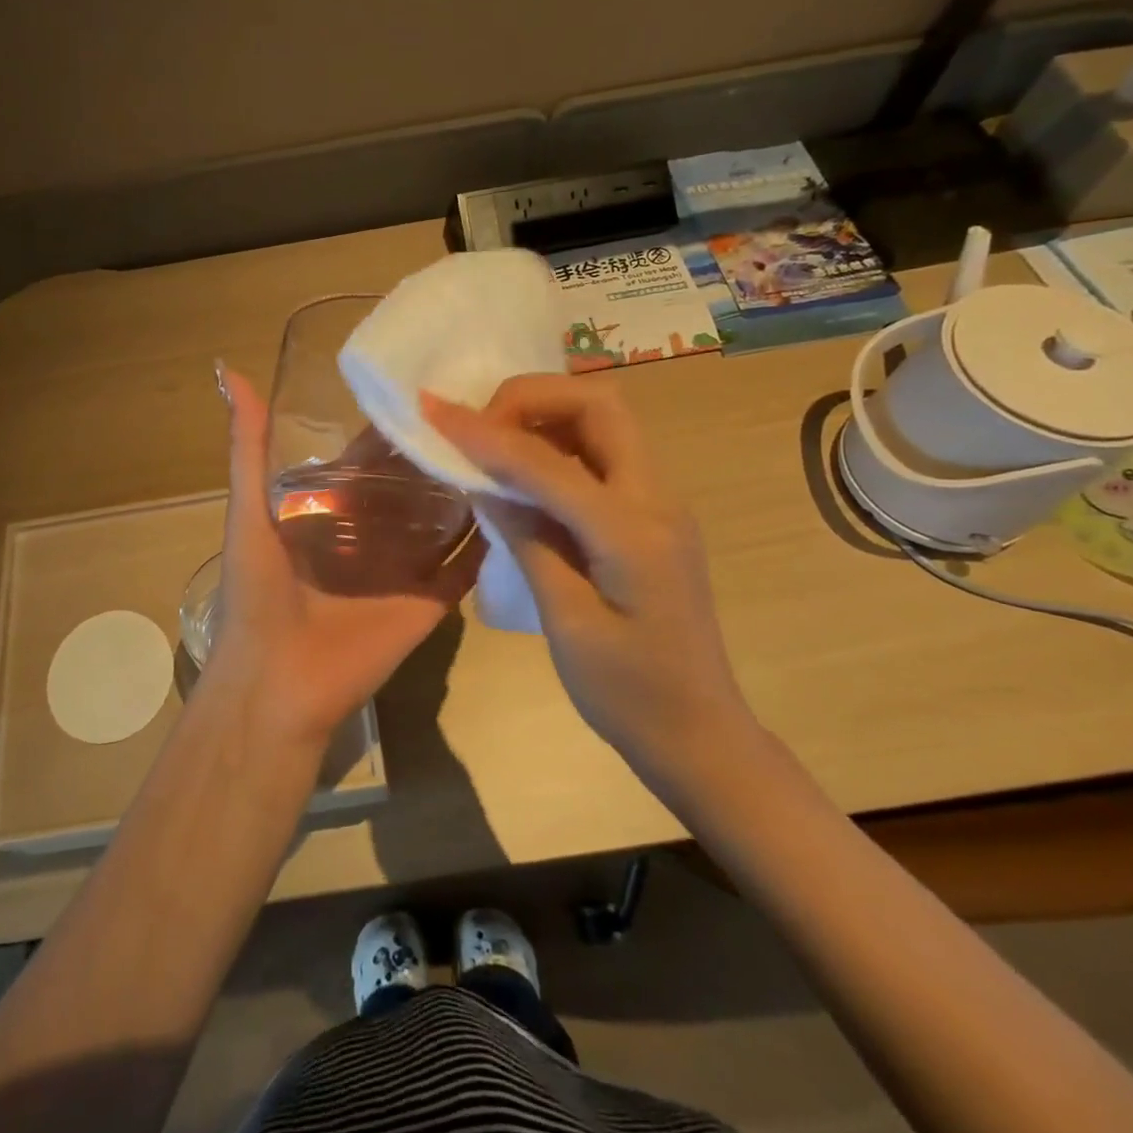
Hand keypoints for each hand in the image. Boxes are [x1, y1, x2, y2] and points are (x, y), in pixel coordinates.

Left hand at [200, 363, 483, 750]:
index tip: (429, 389)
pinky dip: (488, 543)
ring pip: (443, 522)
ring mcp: (403, 569)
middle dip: (438, 455)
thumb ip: (247, 447)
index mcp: (330, 513)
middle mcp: (370, 536)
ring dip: (468, 491)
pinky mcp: (429, 601)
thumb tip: (229, 370)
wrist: (276, 683)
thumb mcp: (248, 511)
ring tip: (510, 446)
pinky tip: (520, 503)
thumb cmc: (258, 594)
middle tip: (485, 410)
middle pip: (411, 488)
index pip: (368, 461)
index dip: (392, 430)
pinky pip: (465, 568)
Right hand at [424, 375, 753, 785]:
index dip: (486, 433)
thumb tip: (482, 479)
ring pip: (603, 422)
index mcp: (633, 532)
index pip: (548, 461)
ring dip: (544, 415)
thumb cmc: (629, 694)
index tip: (433, 413)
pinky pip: (601, 455)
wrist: (699, 734)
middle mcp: (656, 499)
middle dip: (531, 398)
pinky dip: (556, 444)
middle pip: (598, 406)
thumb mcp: (566, 621)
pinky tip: (521, 473)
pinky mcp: (649, 516)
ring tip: (490, 442)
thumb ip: (527, 539)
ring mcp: (659, 503)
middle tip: (477, 427)